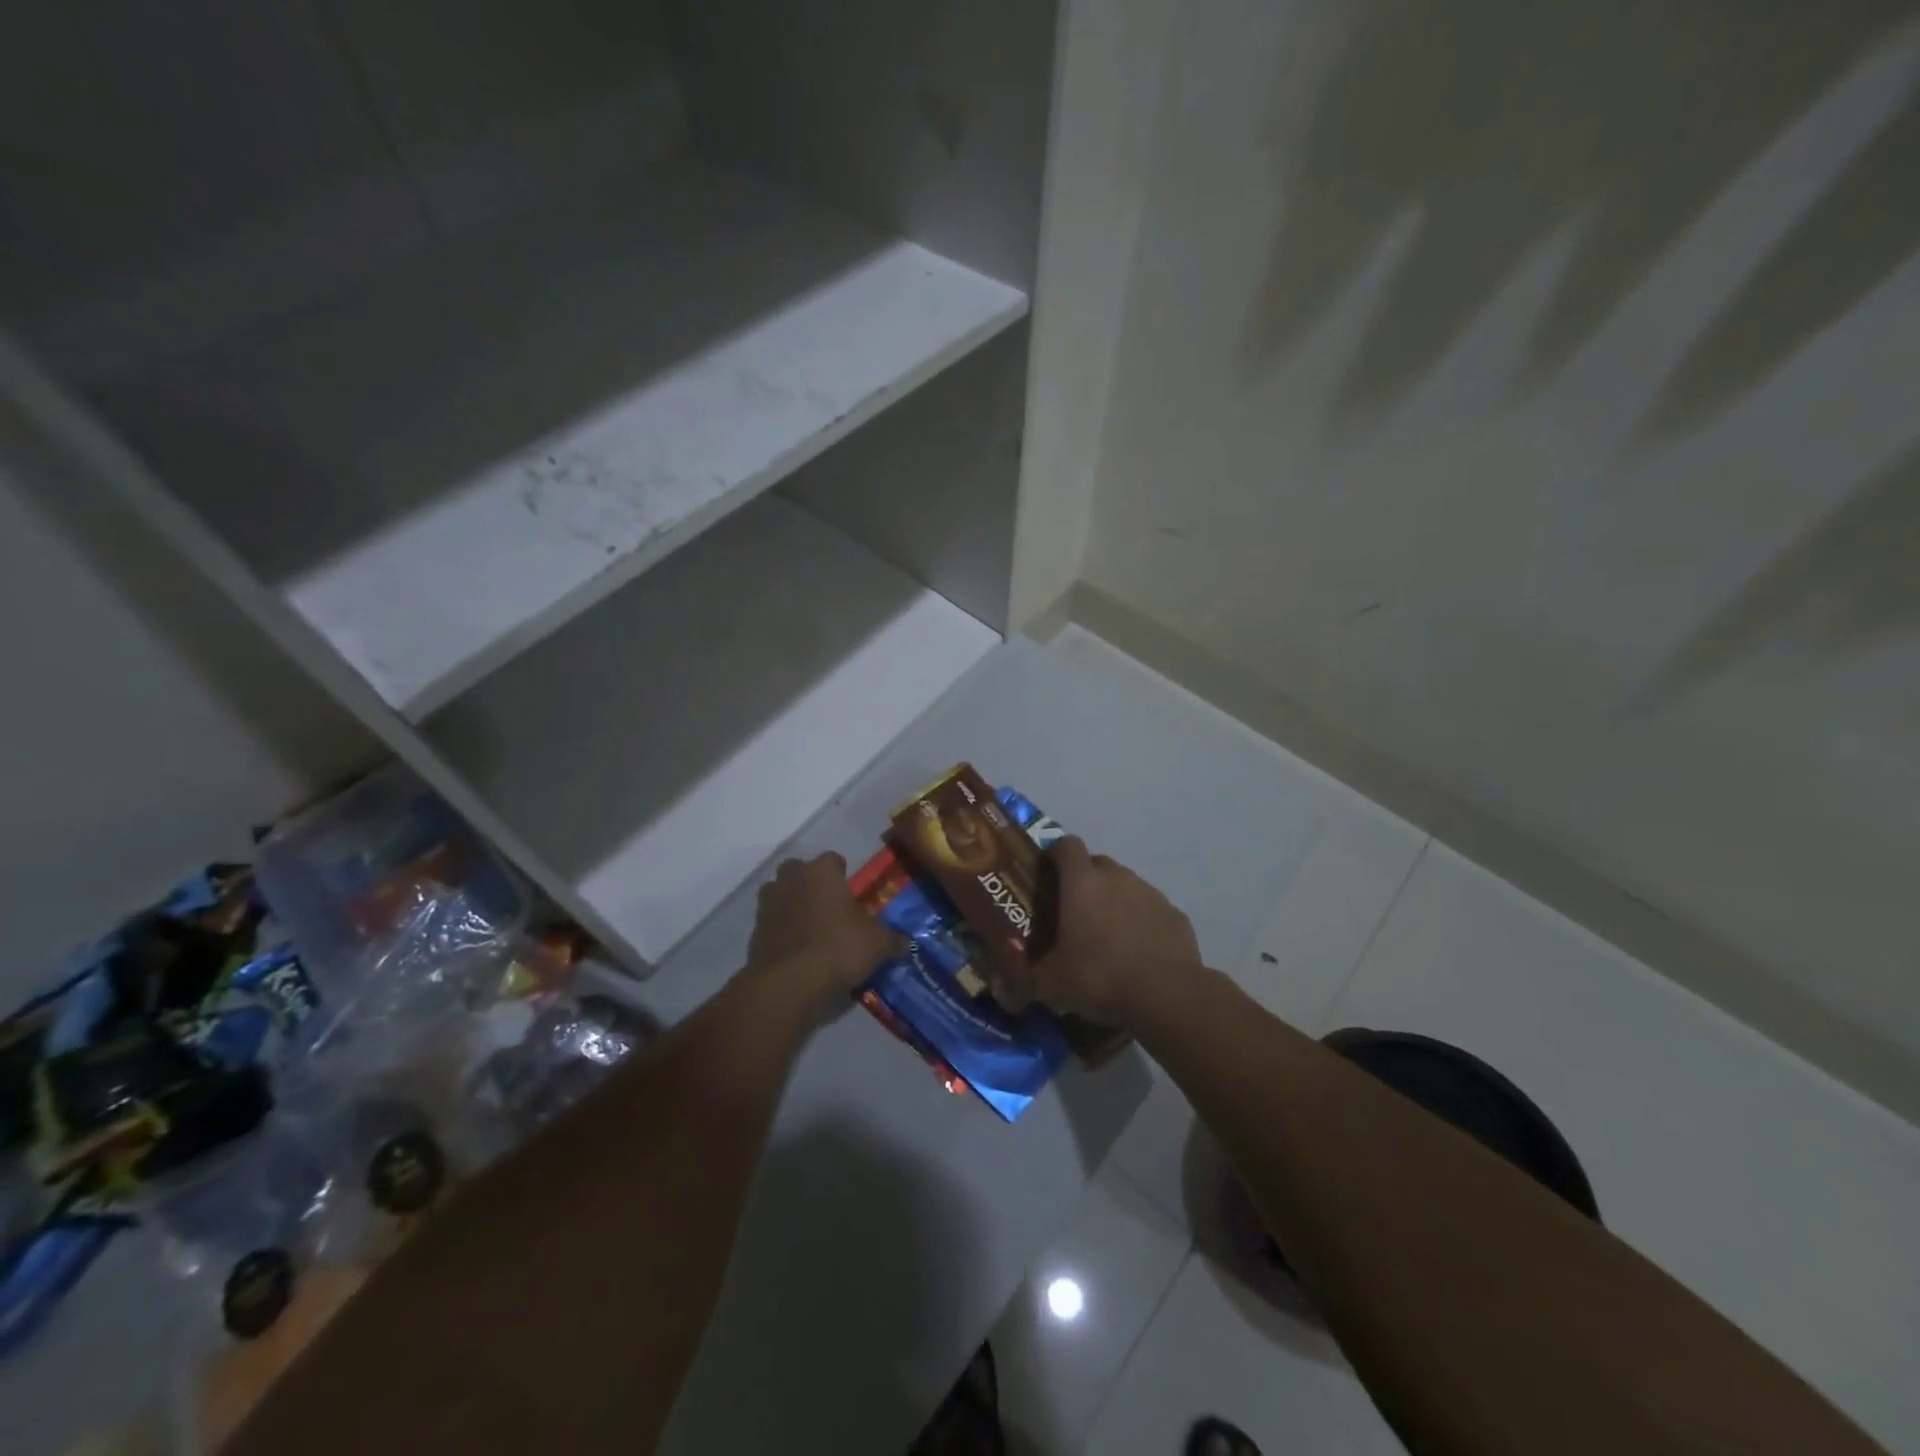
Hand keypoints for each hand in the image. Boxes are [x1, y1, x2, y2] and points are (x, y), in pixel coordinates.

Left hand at [747, 853, 900, 1009]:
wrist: (788, 984)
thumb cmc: (838, 949)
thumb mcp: (878, 945)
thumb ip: (893, 938)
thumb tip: (905, 942)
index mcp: (822, 872)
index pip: (833, 859)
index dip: (843, 874)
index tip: (852, 894)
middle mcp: (791, 879)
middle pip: (800, 871)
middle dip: (812, 884)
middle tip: (830, 908)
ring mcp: (768, 904)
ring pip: (781, 894)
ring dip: (793, 905)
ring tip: (812, 929)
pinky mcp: (754, 931)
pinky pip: (772, 922)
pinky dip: (782, 931)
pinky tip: (797, 951)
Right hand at [1000, 837, 1200, 1024]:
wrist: (1166, 995)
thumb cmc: (1098, 977)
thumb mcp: (1051, 985)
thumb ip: (1024, 983)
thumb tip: (1001, 993)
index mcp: (1082, 882)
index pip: (1066, 845)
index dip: (1055, 854)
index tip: (1047, 874)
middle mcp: (1117, 877)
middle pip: (1097, 864)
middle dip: (1085, 881)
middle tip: (1074, 912)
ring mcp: (1150, 893)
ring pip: (1126, 885)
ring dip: (1115, 901)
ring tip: (1107, 936)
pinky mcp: (1176, 915)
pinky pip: (1151, 910)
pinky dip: (1142, 922)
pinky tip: (1138, 952)